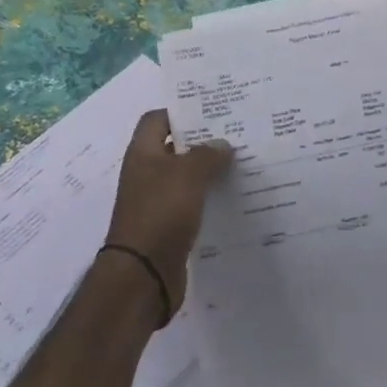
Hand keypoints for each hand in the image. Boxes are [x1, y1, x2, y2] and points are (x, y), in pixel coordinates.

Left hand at [105, 111, 232, 311]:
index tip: (213, 111)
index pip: (157, 119)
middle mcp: (147, 174)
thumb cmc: (161, 214)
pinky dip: (209, 199)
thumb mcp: (188, 175)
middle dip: (203, 142)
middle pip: (175, 148)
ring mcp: (156, 202)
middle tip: (237, 135)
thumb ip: (207, 155)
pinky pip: (192, 205)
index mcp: (143, 154)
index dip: (181, 111)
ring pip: (186, 178)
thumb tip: (221, 144)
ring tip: (242, 164)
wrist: (144, 275)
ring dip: (209, 172)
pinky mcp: (169, 227)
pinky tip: (234, 199)